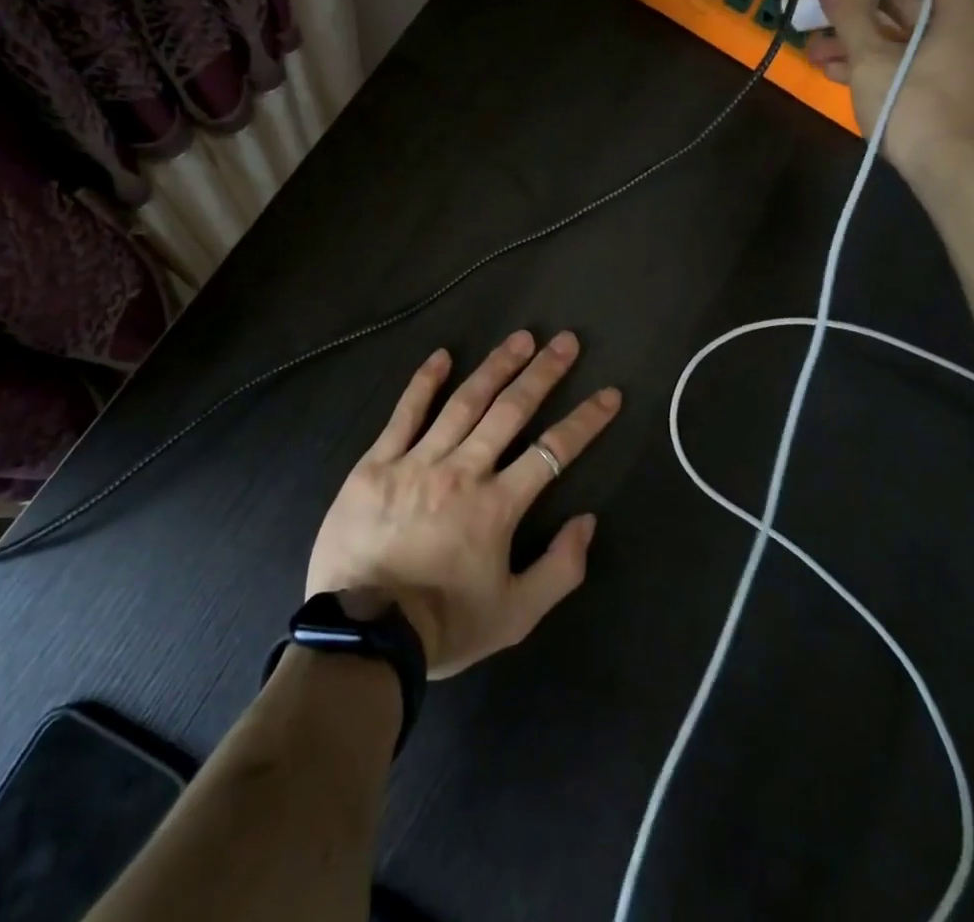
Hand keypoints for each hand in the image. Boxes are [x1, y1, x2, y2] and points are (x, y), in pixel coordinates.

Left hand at [305, 331, 619, 678]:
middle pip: (511, 411)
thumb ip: (560, 569)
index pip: (552, 451)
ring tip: (521, 338)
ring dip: (496, 367)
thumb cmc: (443, 626)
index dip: (585, 421)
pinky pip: (404, 414)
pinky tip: (442, 356)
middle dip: (543, 374)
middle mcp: (462, 471)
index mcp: (498, 505)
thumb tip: (587, 521)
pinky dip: (424, 382)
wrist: (364, 636)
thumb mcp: (516, 615)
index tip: (609, 394)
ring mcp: (417, 461)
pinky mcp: (377, 463)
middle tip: (565, 341)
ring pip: (464, 402)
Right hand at [806, 0, 973, 183]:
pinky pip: (906, 63)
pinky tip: (836, 73)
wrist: (954, 175)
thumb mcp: (872, 59)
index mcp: (960, 14)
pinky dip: (873, 61)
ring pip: (903, 37)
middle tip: (824, 6)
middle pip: (914, 2)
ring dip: (859, 38)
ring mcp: (956, 66)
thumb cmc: (915, 108)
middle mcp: (965, 33)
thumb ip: (851, 16)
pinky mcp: (944, 93)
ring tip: (815, 50)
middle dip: (863, 3)